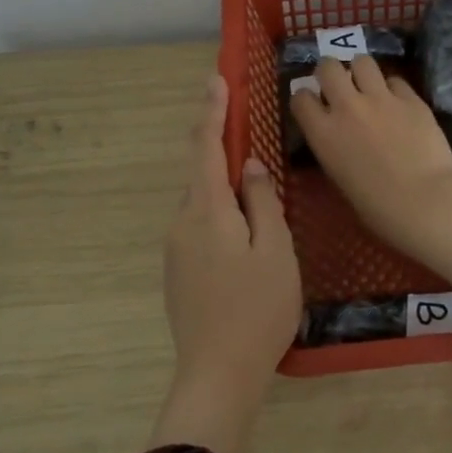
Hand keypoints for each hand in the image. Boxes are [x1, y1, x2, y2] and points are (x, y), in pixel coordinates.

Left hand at [154, 74, 301, 452]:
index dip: (212, 111)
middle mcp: (182, 223)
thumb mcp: (275, 250)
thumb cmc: (258, 308)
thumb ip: (262, 202)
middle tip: (246, 129)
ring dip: (224, 187)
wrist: (218, 373)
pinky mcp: (178, 272)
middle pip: (201, 173)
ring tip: (257, 190)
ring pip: (202, 203)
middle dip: (220, 147)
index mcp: (207, 211)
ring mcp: (176, 250)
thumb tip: (249, 166)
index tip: (215, 78)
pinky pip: (200, 227)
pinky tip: (244, 233)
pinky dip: (221, 214)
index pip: (207, 147)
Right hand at [290, 57, 451, 299]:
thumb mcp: (340, 177)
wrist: (424, 202)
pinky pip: (396, 80)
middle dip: (331, 72)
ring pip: (363, 61)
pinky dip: (393, 88)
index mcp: (323, 133)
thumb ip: (334, 147)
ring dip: (362, 71)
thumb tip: (340, 136)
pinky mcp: (412, 99)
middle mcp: (347, 107)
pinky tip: (399, 103)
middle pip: (328, 67)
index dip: (306, 98)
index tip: (314, 105)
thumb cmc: (377, 207)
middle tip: (340, 85)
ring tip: (369, 85)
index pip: (300, 97)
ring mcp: (381, 98)